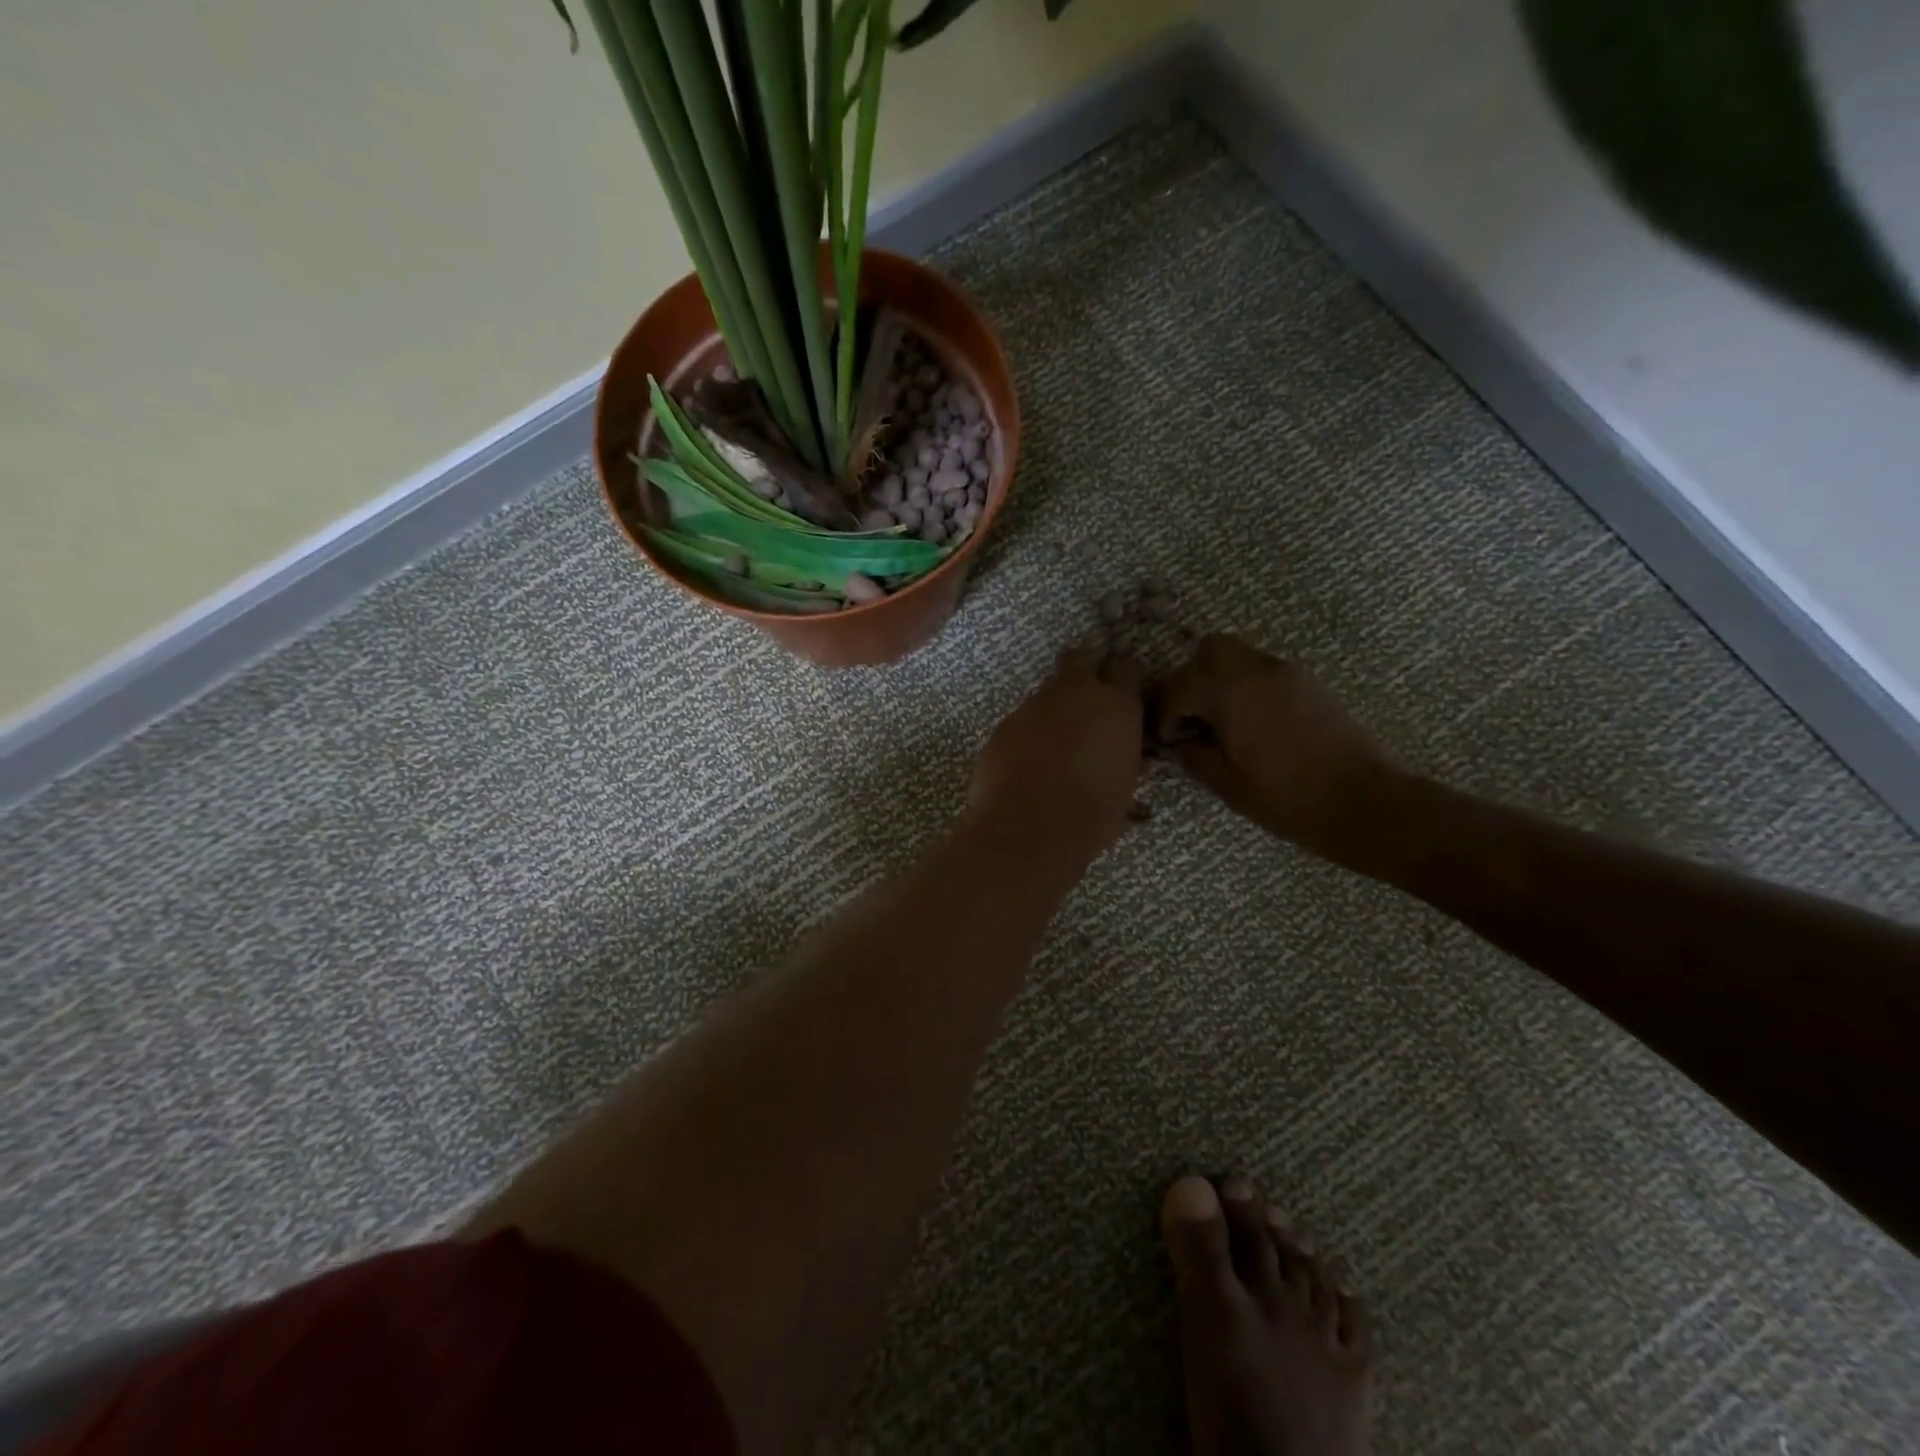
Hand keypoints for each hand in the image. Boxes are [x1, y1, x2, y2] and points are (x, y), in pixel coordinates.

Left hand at [968, 649, 1146, 860]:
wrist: (1027, 828)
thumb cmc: (1091, 815)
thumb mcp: (1124, 788)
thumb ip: (1126, 761)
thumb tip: (1127, 757)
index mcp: (1116, 705)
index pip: (1127, 668)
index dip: (1125, 678)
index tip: (1123, 692)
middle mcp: (1075, 693)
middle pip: (1080, 659)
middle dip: (1084, 670)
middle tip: (1086, 697)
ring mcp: (1034, 705)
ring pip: (1047, 691)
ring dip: (1054, 706)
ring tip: (1055, 739)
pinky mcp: (1004, 723)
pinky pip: (1022, 718)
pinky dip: (1027, 731)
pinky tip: (1027, 759)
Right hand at [1158, 635, 1400, 862]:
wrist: (1361, 801)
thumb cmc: (1285, 797)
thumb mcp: (1226, 784)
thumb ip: (1193, 756)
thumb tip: (1178, 745)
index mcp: (1231, 692)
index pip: (1179, 687)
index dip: (1164, 714)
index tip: (1166, 740)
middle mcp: (1258, 670)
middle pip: (1209, 651)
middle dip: (1191, 679)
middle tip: (1191, 716)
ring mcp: (1288, 673)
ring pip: (1239, 657)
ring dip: (1220, 681)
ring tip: (1221, 721)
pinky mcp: (1309, 684)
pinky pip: (1264, 671)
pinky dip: (1247, 687)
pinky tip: (1251, 724)